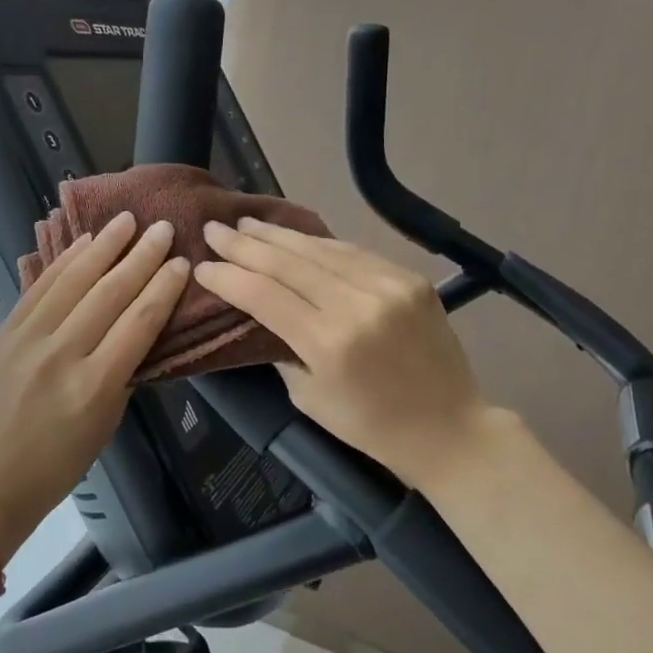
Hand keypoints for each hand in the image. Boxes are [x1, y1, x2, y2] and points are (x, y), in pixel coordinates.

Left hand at [0, 211, 190, 559]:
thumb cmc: (60, 462)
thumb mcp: (106, 422)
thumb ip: (121, 371)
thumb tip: (134, 326)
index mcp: (95, 384)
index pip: (139, 321)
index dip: (164, 287)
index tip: (182, 261)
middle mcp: (62, 354)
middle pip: (109, 293)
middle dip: (141, 256)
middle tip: (162, 228)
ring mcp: (27, 340)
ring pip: (72, 280)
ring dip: (103, 246)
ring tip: (126, 220)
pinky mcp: (3, 333)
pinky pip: (38, 288)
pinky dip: (63, 262)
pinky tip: (83, 243)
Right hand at [195, 218, 500, 487]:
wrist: (450, 428)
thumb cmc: (371, 427)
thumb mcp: (309, 399)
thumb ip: (282, 350)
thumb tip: (261, 312)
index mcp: (329, 344)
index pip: (264, 295)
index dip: (229, 277)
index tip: (202, 265)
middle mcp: (358, 306)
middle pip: (288, 263)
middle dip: (245, 245)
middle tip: (214, 229)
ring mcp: (389, 286)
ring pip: (321, 249)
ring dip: (279, 236)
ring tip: (248, 224)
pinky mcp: (410, 278)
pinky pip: (354, 253)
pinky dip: (320, 244)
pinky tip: (296, 238)